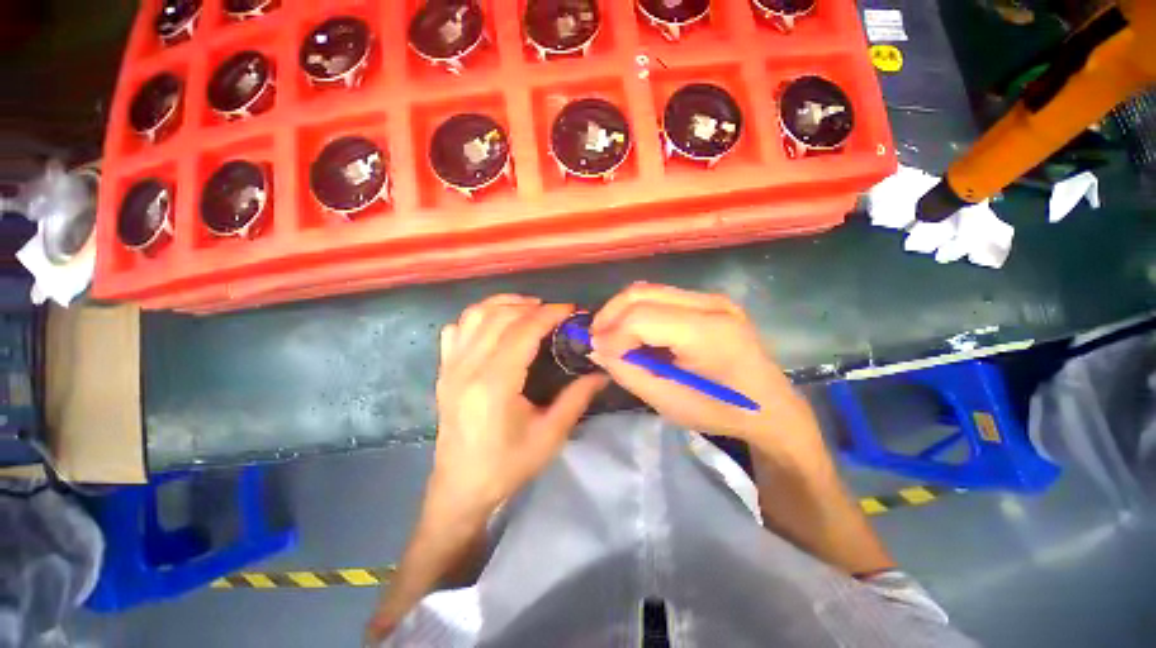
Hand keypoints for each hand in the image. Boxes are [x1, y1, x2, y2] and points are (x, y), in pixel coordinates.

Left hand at [429, 294, 606, 522]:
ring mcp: (450, 367)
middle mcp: (467, 368)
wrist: (461, 488)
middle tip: (554, 311)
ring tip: (528, 308)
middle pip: (499, 317)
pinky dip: (478, 317)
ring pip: (474, 316)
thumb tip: (602, 372)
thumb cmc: (508, 466)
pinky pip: (456, 329)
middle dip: (530, 306)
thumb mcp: (550, 435)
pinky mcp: (443, 371)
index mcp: (495, 384)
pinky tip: (495, 325)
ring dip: (503, 304)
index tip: (570, 310)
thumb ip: (577, 398)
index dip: (549, 314)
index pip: (523, 331)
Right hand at [589, 283, 824, 465]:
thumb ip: (628, 371)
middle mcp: (711, 304)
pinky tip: (635, 331)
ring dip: (623, 310)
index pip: (642, 317)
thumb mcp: (668, 401)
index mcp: (707, 333)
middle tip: (597, 339)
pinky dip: (640, 311)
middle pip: (642, 293)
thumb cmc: (722, 411)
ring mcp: (713, 299)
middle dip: (611, 314)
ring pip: (650, 290)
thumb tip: (597, 348)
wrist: (772, 407)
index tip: (596, 350)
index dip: (611, 332)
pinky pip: (662, 297)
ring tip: (612, 335)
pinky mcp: (710, 302)